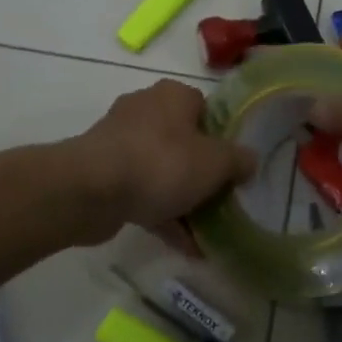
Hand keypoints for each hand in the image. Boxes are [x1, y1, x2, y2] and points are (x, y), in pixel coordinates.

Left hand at [75, 79, 255, 235]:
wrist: (91, 189)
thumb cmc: (161, 163)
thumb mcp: (215, 163)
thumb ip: (238, 160)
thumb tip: (250, 159)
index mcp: (173, 95)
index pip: (205, 109)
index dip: (222, 137)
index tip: (233, 166)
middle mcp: (146, 109)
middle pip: (184, 140)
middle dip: (202, 172)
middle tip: (221, 200)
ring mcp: (121, 141)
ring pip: (162, 169)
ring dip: (183, 198)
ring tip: (206, 232)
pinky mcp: (105, 172)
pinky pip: (142, 191)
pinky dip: (162, 214)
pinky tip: (184, 246)